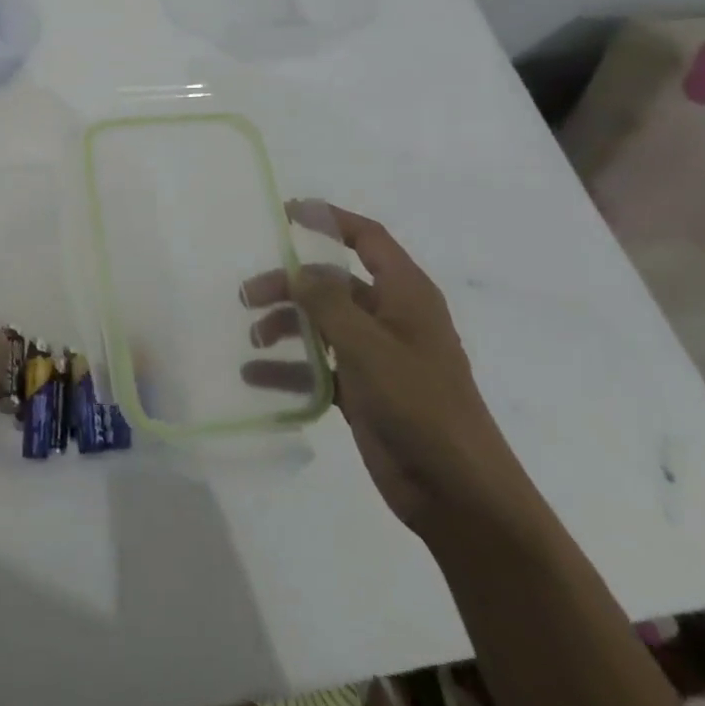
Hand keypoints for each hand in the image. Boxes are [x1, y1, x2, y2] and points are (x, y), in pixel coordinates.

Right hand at [242, 201, 535, 542]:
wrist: (457, 492)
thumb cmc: (419, 404)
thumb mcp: (369, 346)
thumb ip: (328, 303)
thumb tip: (298, 272)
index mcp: (406, 295)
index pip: (368, 239)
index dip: (330, 220)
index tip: (287, 213)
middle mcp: (391, 318)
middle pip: (332, 284)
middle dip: (289, 285)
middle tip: (247, 296)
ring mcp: (377, 356)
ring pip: (322, 324)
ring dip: (286, 326)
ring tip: (253, 338)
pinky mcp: (364, 391)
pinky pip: (319, 367)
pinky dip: (290, 368)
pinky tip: (256, 375)